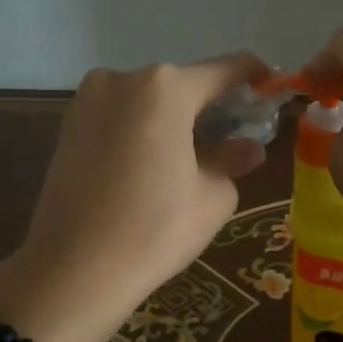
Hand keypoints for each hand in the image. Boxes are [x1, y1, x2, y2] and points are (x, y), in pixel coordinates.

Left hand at [0, 52, 268, 341]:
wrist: (72, 271)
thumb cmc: (155, 229)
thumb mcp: (213, 196)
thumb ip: (233, 159)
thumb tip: (248, 148)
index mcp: (165, 87)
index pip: (225, 70)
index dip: (255, 78)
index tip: (273, 90)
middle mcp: (123, 78)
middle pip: (185, 84)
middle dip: (214, 106)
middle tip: (238, 137)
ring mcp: (90, 99)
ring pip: (151, 100)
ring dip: (179, 119)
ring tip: (199, 157)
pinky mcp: (69, 124)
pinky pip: (124, 115)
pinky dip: (147, 129)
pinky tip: (159, 163)